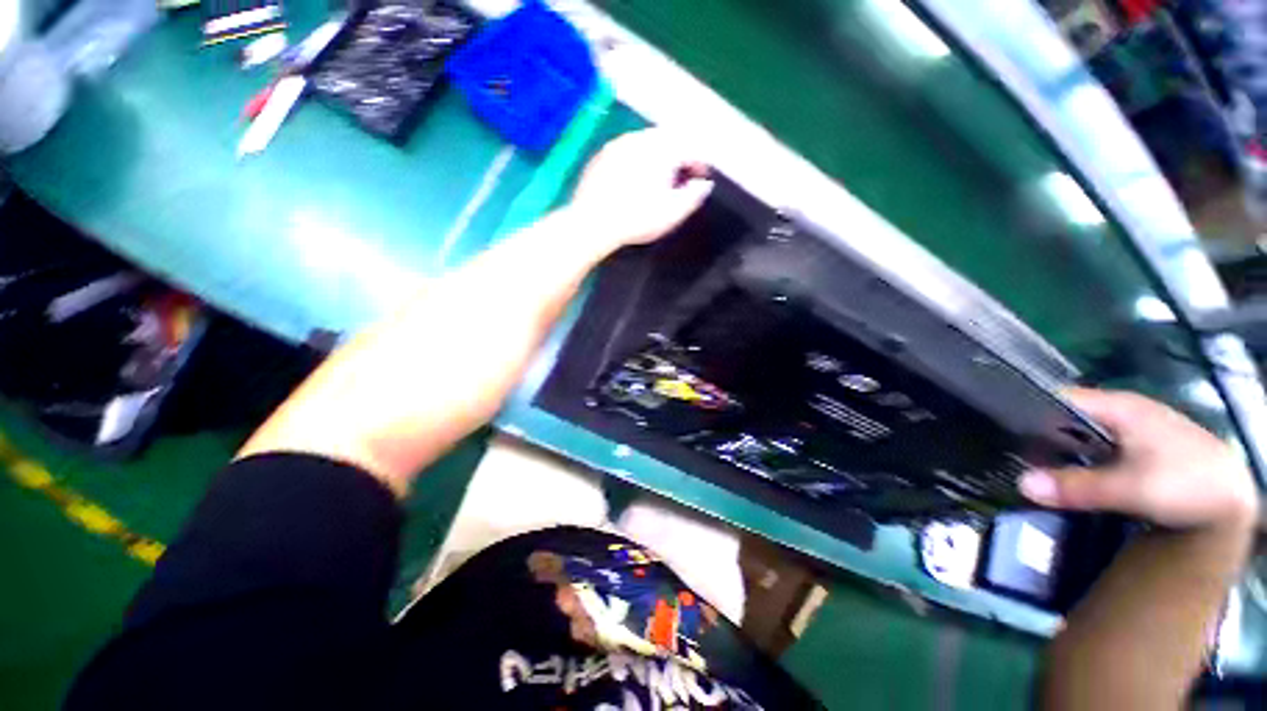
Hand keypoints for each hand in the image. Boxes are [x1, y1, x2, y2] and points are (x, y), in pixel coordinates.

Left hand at [567, 129, 714, 248]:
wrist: (592, 223)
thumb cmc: (637, 220)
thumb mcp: (672, 213)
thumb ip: (693, 196)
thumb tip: (704, 184)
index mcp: (662, 149)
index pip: (690, 148)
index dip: (699, 164)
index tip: (701, 180)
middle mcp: (640, 138)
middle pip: (667, 140)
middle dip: (678, 158)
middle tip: (681, 180)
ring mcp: (617, 144)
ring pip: (645, 143)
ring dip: (657, 158)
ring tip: (658, 181)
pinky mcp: (601, 156)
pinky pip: (626, 152)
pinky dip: (636, 162)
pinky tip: (633, 182)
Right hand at [1018, 388, 1258, 530]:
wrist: (1234, 502)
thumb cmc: (1186, 482)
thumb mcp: (1132, 488)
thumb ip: (1078, 486)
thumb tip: (1020, 483)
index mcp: (1118, 406)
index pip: (1059, 397)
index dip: (1026, 408)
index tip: (997, 428)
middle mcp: (1122, 412)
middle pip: (1067, 416)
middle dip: (1038, 433)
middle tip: (1007, 453)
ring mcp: (1131, 431)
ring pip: (1081, 433)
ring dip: (1058, 449)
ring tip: (1029, 466)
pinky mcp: (1137, 450)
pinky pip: (1095, 447)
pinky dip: (1077, 458)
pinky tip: (1067, 475)